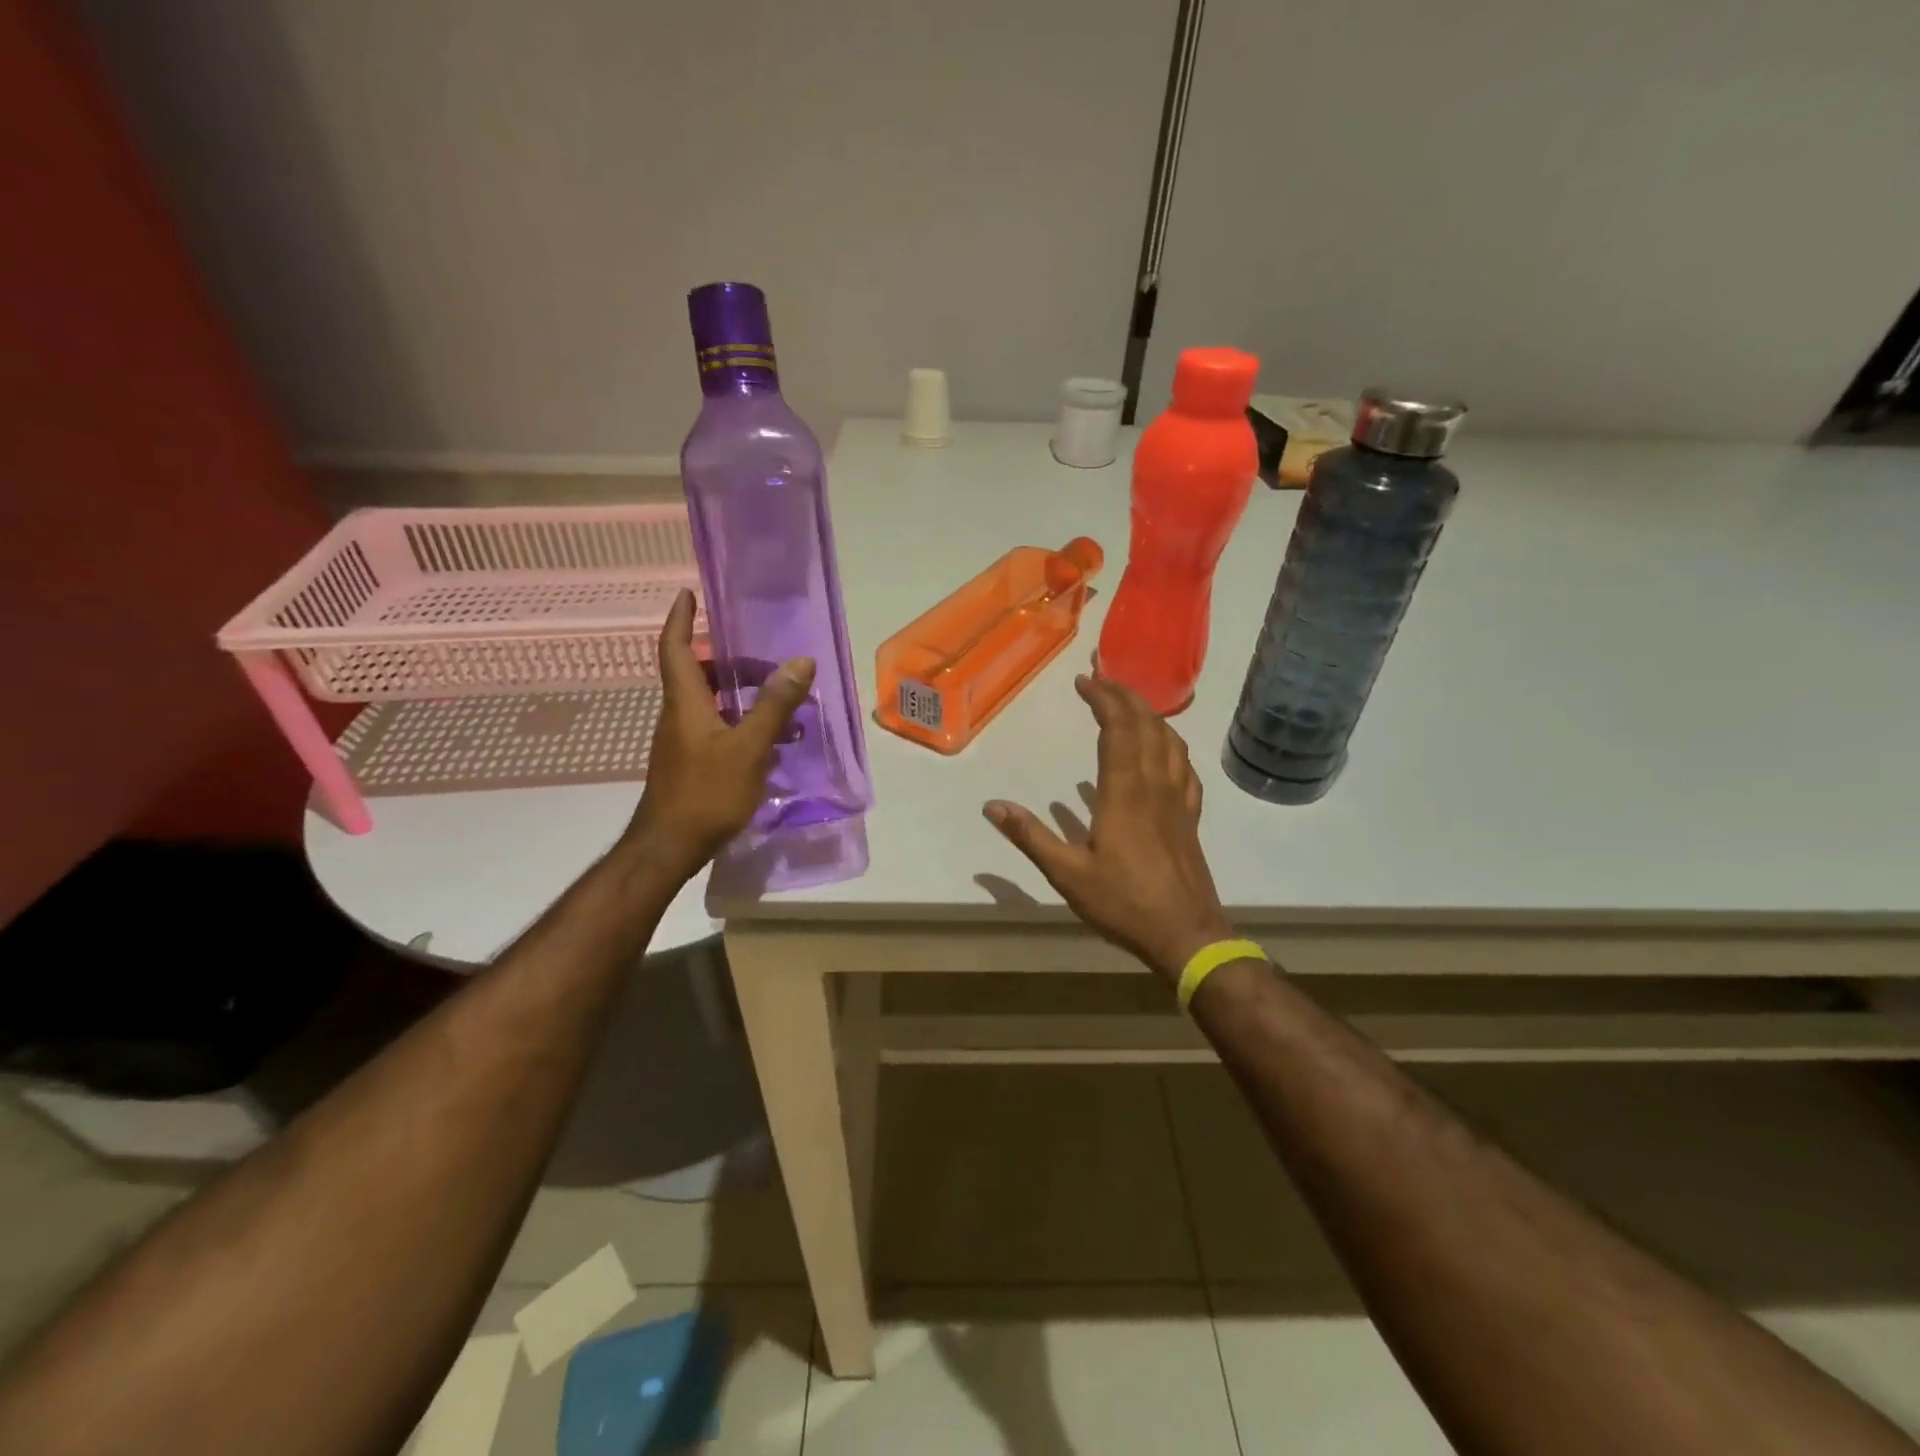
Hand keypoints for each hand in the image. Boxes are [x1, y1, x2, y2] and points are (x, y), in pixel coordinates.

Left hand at [624, 589, 815, 877]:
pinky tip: (770, 745)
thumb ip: (774, 705)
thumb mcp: (749, 746)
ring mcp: (682, 742)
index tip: (687, 594)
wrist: (670, 847)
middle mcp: (678, 716)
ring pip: (711, 704)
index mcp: (686, 703)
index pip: (674, 648)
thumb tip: (801, 662)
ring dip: (742, 698)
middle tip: (768, 665)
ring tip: (783, 707)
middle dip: (732, 663)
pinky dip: (741, 725)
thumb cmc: (707, 792)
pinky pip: (716, 729)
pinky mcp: (690, 764)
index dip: (679, 619)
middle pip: (699, 675)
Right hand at [984, 675, 1234, 981]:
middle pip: (1147, 726)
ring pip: (1171, 742)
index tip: (1084, 681)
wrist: (1186, 935)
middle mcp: (1154, 785)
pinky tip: (1166, 750)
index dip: (1103, 700)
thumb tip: (993, 806)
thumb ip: (1030, 837)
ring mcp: (1178, 800)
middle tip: (1104, 677)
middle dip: (1126, 695)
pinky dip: (1174, 746)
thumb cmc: (1123, 904)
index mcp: (1124, 793)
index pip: (1117, 729)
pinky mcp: (1190, 818)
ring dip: (1151, 715)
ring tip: (1131, 704)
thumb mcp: (1067, 875)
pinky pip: (1186, 768)